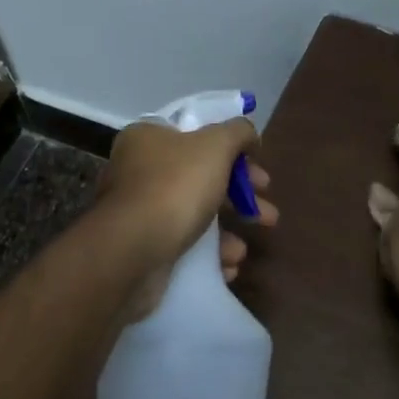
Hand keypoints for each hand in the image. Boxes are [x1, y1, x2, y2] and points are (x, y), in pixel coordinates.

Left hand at [97, 118, 278, 319]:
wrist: (130, 252)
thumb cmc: (174, 188)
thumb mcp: (215, 146)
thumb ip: (237, 132)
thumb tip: (248, 132)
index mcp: (149, 138)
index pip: (197, 134)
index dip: (233, 150)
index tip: (259, 169)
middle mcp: (139, 170)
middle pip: (201, 177)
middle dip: (240, 197)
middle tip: (267, 214)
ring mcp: (139, 211)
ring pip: (195, 215)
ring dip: (226, 232)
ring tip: (242, 251)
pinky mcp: (142, 247)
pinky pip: (183, 246)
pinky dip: (207, 255)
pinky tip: (225, 266)